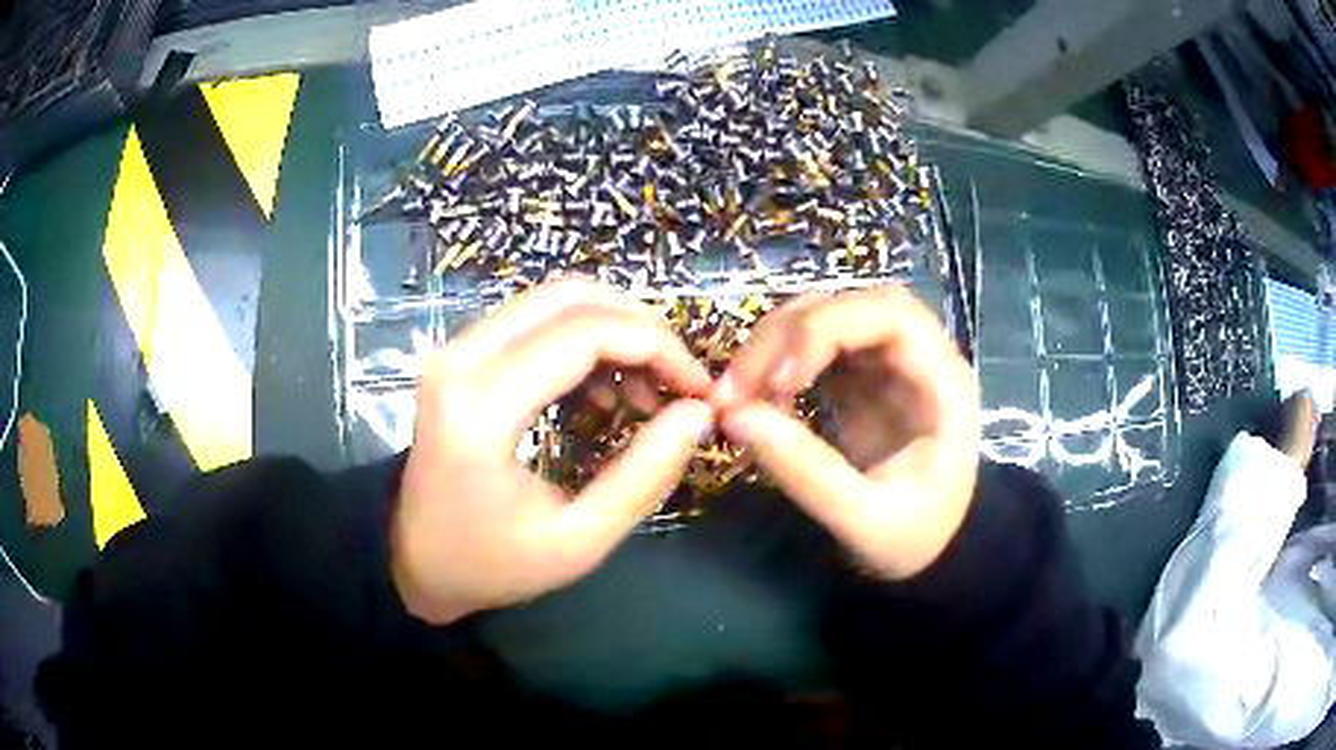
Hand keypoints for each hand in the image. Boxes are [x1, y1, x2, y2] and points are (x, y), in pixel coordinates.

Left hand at [392, 280, 714, 623]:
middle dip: (641, 327)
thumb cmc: (492, 563)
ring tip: (645, 391)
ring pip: (554, 300)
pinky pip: (534, 320)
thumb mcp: (579, 541)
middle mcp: (461, 357)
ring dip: (614, 330)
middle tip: (677, 379)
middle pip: (571, 297)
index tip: (697, 387)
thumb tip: (697, 413)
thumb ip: (644, 476)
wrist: (413, 559)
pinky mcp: (460, 354)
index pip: (585, 333)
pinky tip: (603, 389)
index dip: (657, 347)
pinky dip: (583, 339)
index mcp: (483, 407)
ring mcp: (455, 349)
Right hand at [713, 286, 979, 579]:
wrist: (931, 551)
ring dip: (774, 344)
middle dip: (787, 335)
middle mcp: (918, 356)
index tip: (778, 382)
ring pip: (825, 316)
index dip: (826, 329)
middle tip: (736, 388)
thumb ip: (806, 472)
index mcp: (943, 381)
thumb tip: (734, 416)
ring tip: (738, 394)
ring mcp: (887, 362)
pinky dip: (778, 362)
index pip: (890, 314)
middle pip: (849, 304)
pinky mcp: (861, 376)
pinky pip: (812, 346)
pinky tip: (761, 399)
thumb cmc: (913, 538)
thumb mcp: (864, 520)